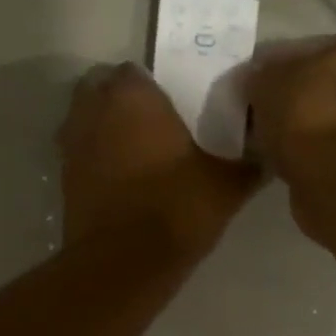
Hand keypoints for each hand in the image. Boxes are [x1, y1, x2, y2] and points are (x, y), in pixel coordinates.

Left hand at [59, 63, 259, 253]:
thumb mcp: (227, 185)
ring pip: (85, 120)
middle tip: (153, 123)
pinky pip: (80, 153)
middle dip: (121, 100)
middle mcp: (93, 111)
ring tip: (135, 150)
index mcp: (132, 97)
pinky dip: (94, 157)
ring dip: (103, 127)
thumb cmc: (176, 209)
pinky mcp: (64, 179)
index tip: (176, 105)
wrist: (123, 265)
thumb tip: (270, 152)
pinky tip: (120, 179)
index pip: (136, 70)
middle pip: (101, 89)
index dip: (155, 86)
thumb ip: (249, 161)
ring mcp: (71, 145)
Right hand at [244, 34, 335, 175]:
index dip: (291, 66)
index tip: (269, 85)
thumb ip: (264, 75)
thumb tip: (259, 81)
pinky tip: (295, 158)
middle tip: (274, 111)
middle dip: (309, 96)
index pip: (325, 49)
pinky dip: (321, 151)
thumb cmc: (306, 110)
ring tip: (281, 139)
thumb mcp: (267, 79)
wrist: (331, 174)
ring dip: (316, 126)